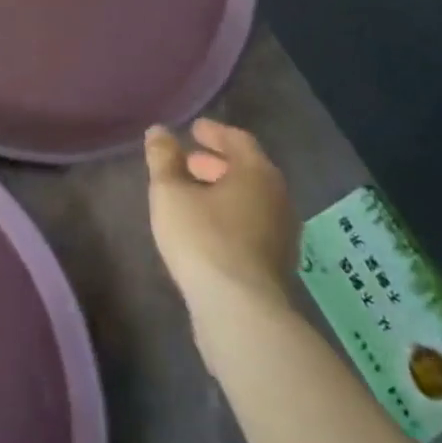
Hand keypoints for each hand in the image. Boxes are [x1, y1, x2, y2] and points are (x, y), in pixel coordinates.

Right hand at [147, 119, 297, 329]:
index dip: (214, 132)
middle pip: (248, 170)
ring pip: (250, 200)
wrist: (241, 313)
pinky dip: (230, 215)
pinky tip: (206, 228)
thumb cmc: (203, 239)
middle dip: (216, 163)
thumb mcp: (170, 192)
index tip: (193, 130)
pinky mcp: (276, 264)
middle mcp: (278, 199)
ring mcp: (282, 234)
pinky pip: (252, 225)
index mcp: (257, 173)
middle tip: (188, 161)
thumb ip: (163, 157)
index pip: (239, 140)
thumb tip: (159, 131)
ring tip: (191, 195)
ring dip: (223, 191)